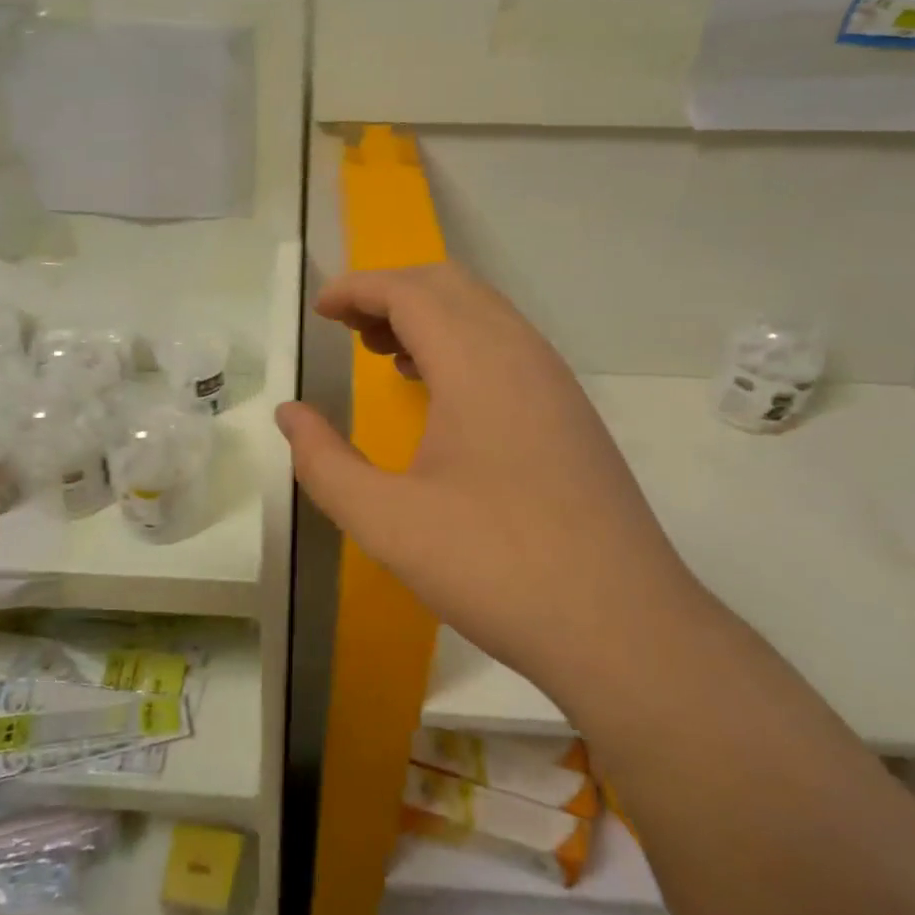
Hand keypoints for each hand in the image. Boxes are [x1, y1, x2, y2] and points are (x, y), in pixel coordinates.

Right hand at [277, 263, 687, 685]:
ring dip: (428, 316)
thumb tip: (289, 414)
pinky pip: (507, 346)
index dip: (357, 289)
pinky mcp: (570, 412)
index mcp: (476, 363)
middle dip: (391, 293)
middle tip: (348, 331)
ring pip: (484, 312)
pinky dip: (461, 343)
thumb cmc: (495, 568)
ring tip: (384, 355)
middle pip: (449, 285)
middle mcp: (522, 354)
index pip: (409, 290)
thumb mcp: (386, 522)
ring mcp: (555, 381)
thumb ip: (323, 463)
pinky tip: (439, 394)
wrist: (625, 629)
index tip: (319, 312)